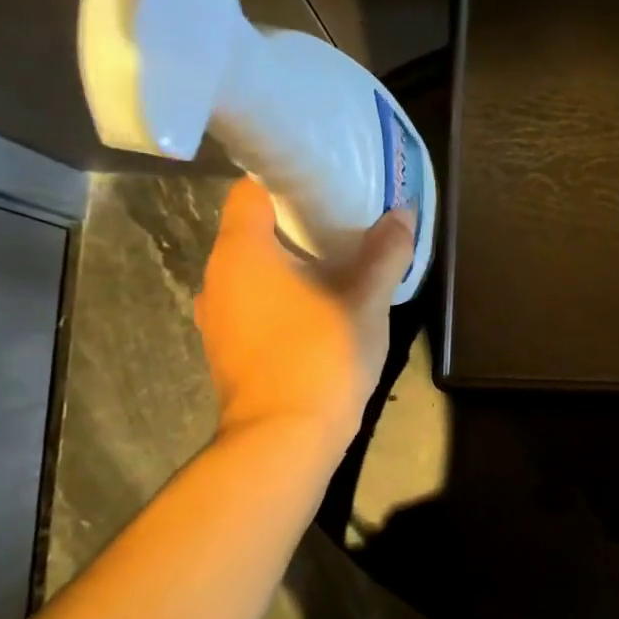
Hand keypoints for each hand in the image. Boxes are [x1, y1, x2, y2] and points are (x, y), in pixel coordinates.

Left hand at [194, 178, 414, 444]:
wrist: (284, 439)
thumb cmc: (321, 355)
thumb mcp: (366, 300)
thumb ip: (385, 253)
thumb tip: (401, 214)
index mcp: (243, 252)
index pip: (250, 191)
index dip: (284, 180)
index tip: (323, 182)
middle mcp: (217, 278)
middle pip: (251, 231)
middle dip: (295, 224)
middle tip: (342, 222)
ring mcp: (216, 318)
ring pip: (252, 272)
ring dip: (288, 265)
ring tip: (334, 264)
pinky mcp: (226, 349)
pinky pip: (252, 305)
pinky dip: (279, 298)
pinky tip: (316, 309)